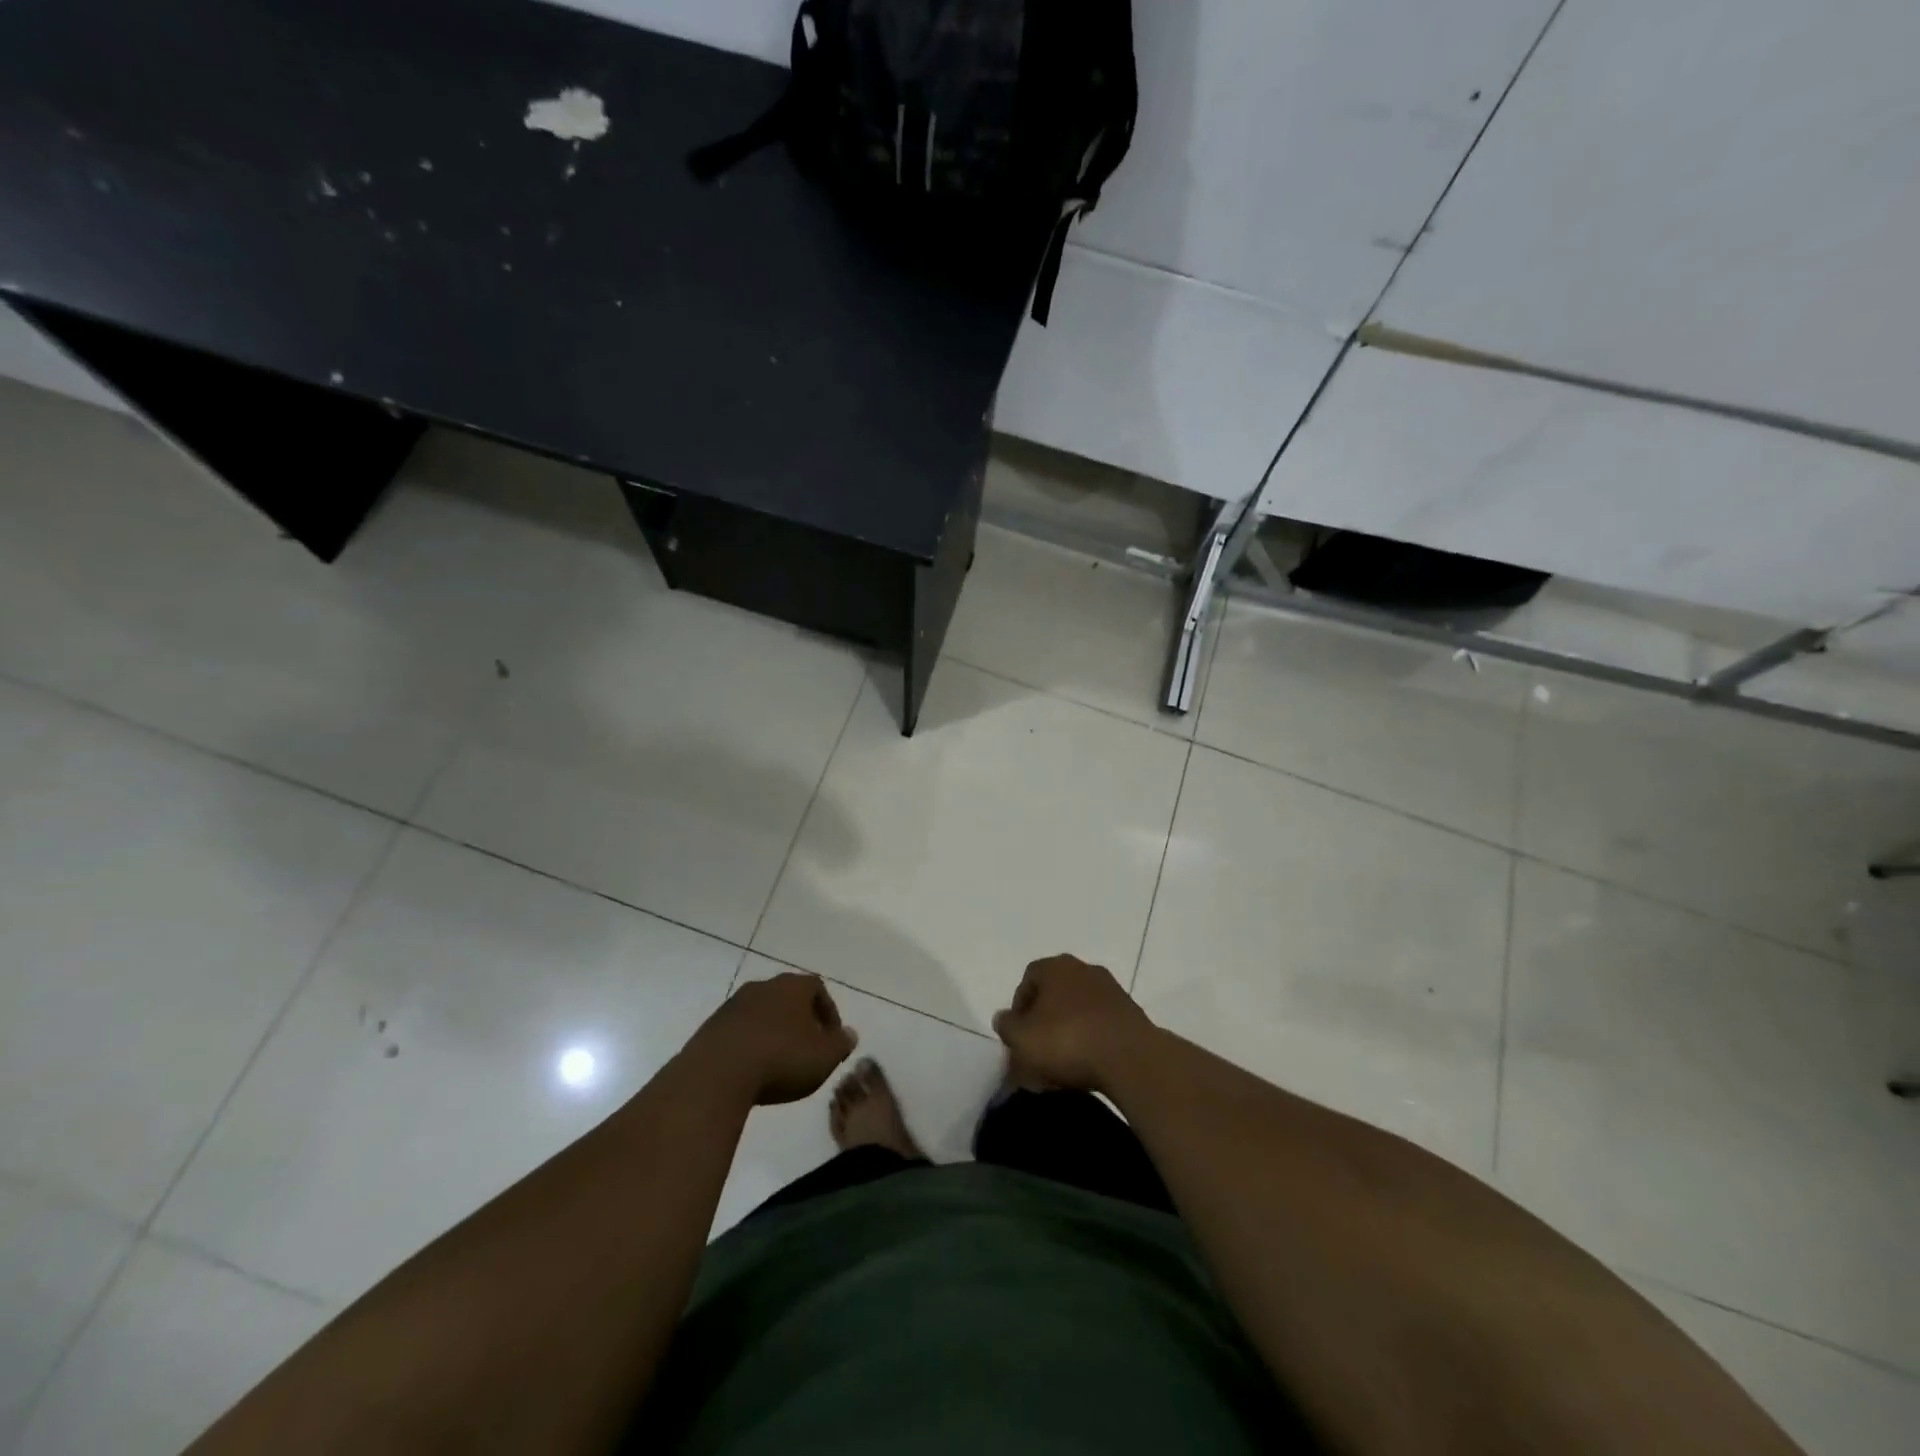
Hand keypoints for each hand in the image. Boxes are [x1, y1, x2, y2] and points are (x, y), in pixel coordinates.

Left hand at [689, 972, 857, 1105]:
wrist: (716, 1075)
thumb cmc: (781, 1059)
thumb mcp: (823, 1057)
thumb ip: (840, 1044)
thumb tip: (849, 1034)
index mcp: (793, 986)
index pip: (817, 988)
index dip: (828, 1012)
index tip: (832, 1038)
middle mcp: (763, 987)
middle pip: (787, 997)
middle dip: (800, 1020)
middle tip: (807, 1048)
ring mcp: (733, 1005)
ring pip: (762, 1013)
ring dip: (773, 1032)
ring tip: (779, 1062)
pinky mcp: (711, 1027)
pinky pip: (739, 1031)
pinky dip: (750, 1044)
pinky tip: (752, 1069)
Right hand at [992, 955, 1155, 1094]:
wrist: (1130, 1058)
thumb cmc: (1067, 1041)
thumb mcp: (1022, 1039)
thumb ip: (1007, 1027)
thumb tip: (1004, 1018)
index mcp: (1055, 967)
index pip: (1028, 979)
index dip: (1019, 1008)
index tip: (1017, 1036)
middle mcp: (1084, 969)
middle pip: (1054, 994)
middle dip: (1043, 1021)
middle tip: (1037, 1050)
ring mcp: (1111, 990)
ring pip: (1078, 1009)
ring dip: (1068, 1031)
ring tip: (1061, 1064)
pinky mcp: (1131, 1013)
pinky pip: (1100, 1025)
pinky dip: (1090, 1040)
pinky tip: (1086, 1065)